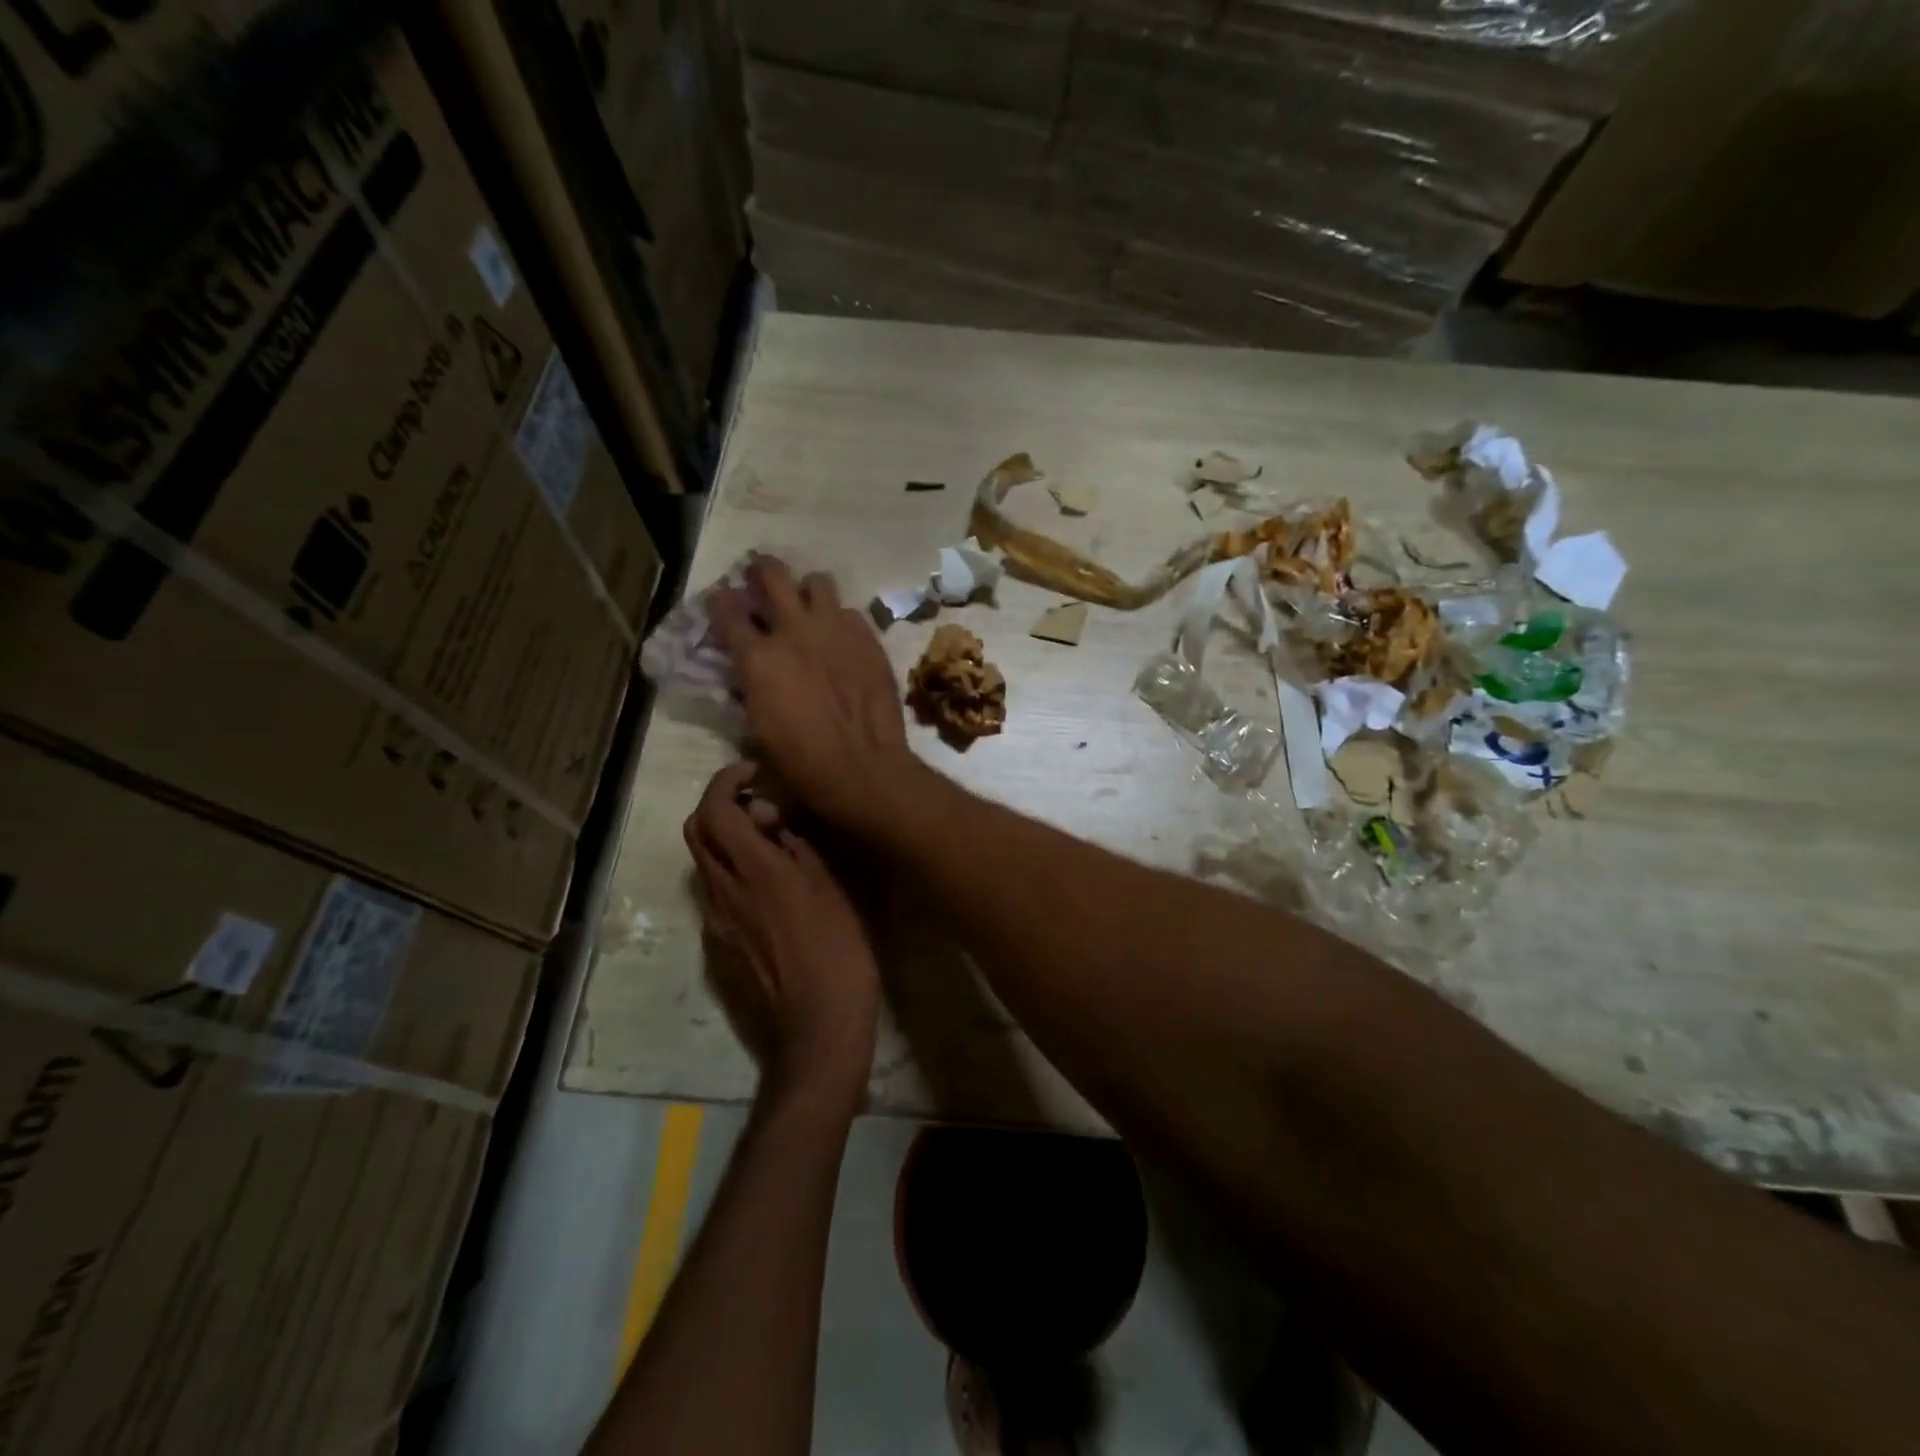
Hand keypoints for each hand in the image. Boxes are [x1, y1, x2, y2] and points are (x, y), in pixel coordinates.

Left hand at [684, 761, 881, 1107]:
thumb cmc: (838, 951)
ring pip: (704, 862)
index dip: (726, 780)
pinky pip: (715, 892)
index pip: (714, 809)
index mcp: (754, 871)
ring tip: (769, 841)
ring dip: (725, 838)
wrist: (816, 1026)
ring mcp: (717, 920)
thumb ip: (797, 846)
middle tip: (759, 803)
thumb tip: (773, 821)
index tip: (754, 772)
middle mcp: (723, 890)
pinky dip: (732, 870)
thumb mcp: (832, 887)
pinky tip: (769, 885)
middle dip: (719, 804)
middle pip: (696, 831)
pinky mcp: (721, 943)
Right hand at [711, 556, 914, 830]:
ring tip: (808, 607)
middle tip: (761, 581)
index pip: (726, 609)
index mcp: (757, 658)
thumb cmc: (802, 763)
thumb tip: (748, 676)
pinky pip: (850, 612)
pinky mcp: (868, 638)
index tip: (723, 602)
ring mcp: (835, 629)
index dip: (721, 602)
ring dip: (807, 591)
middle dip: (761, 571)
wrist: (863, 768)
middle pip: (771, 573)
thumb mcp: (758, 729)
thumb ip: (751, 689)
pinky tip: (842, 638)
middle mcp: (794, 631)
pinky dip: (841, 620)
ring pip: (817, 582)